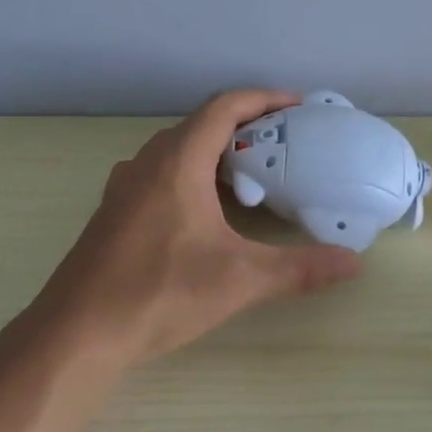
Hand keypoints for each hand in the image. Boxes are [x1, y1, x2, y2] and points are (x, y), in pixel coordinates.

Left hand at [25, 89, 362, 369]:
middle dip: (246, 125)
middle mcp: (148, 162)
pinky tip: (209, 209)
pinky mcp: (115, 210)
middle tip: (285, 143)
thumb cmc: (159, 293)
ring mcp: (125, 186)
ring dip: (217, 150)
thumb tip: (354, 262)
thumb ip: (300, 268)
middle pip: (202, 124)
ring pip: (179, 149)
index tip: (298, 106)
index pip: (224, 107)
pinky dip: (194, 173)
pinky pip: (162, 172)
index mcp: (178, 162)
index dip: (263, 98)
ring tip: (254, 172)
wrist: (77, 333)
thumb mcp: (240, 280)